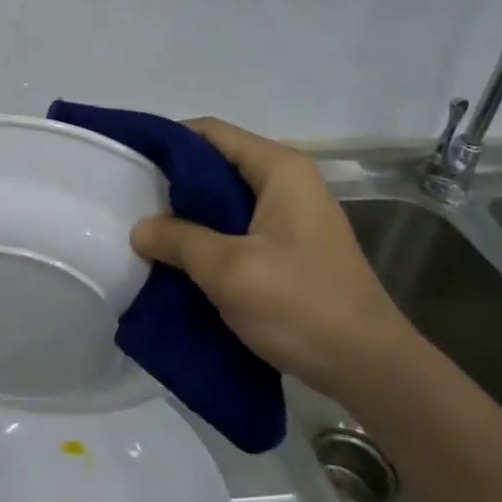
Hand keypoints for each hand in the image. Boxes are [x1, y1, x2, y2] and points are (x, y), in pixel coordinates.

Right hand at [129, 118, 415, 400]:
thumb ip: (179, 240)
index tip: (129, 163)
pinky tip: (183, 258)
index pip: (211, 132)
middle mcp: (289, 182)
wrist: (372, 369)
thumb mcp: (229, 270)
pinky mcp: (293, 247)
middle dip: (175, 181)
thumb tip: (140, 228)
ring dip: (190, 213)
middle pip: (219, 162)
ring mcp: (294, 216)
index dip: (168, 141)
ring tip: (150, 232)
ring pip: (227, 198)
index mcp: (280, 169)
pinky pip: (240, 226)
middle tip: (133, 203)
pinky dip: (210, 235)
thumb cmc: (301, 306)